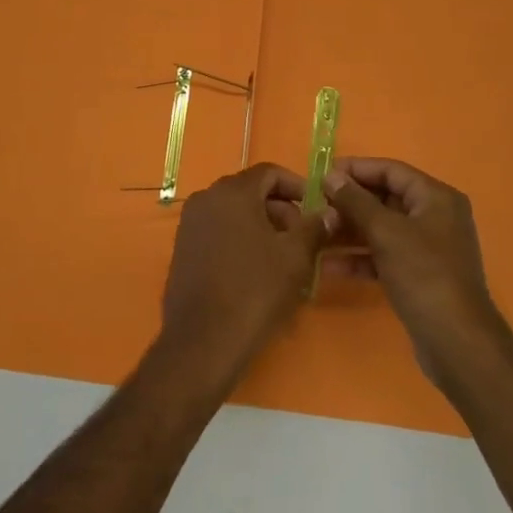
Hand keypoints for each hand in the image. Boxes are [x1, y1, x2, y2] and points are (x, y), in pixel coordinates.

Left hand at [160, 164, 329, 386]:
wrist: (204, 339)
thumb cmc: (255, 291)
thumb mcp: (295, 257)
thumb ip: (314, 227)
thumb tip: (329, 212)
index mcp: (232, 192)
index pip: (269, 172)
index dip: (296, 186)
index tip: (315, 208)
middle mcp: (206, 198)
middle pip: (250, 190)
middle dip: (279, 208)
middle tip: (302, 237)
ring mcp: (190, 223)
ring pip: (233, 211)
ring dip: (260, 225)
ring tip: (282, 256)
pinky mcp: (182, 247)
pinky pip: (217, 230)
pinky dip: (239, 238)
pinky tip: (255, 269)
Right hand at [322, 157, 511, 387]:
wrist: (456, 343)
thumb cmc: (423, 275)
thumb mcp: (386, 232)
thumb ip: (355, 201)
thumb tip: (331, 175)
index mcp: (436, 198)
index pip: (391, 170)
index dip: (356, 169)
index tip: (322, 174)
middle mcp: (435, 217)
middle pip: (385, 198)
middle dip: (349, 203)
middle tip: (314, 206)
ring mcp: (427, 248)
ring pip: (381, 229)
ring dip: (349, 231)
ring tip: (316, 234)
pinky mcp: (418, 275)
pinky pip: (383, 256)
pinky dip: (359, 258)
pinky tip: (328, 266)